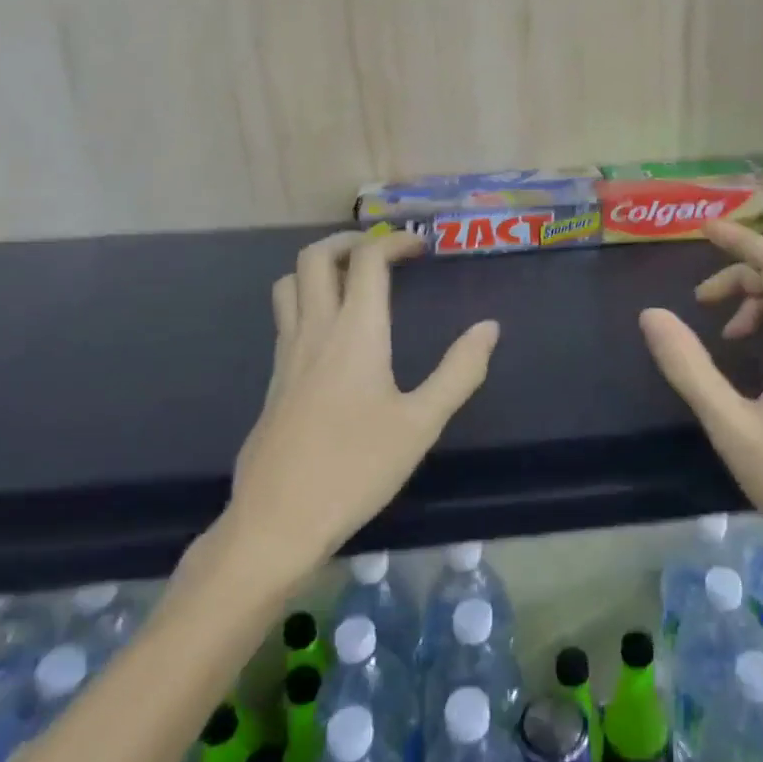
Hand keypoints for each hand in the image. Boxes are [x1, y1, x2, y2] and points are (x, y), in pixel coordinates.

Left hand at [194, 231, 499, 585]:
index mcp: (355, 333)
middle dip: (349, 241)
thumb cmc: (356, 468)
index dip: (395, 242)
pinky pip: (285, 317)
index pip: (368, 261)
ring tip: (353, 280)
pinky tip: (333, 334)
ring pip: (290, 283)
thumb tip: (489, 327)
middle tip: (382, 252)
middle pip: (315, 257)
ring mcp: (287, 354)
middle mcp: (315, 331)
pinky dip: (308, 300)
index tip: (421, 246)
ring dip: (320, 267)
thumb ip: (459, 372)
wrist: (277, 520)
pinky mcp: (273, 380)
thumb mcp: (421, 424)